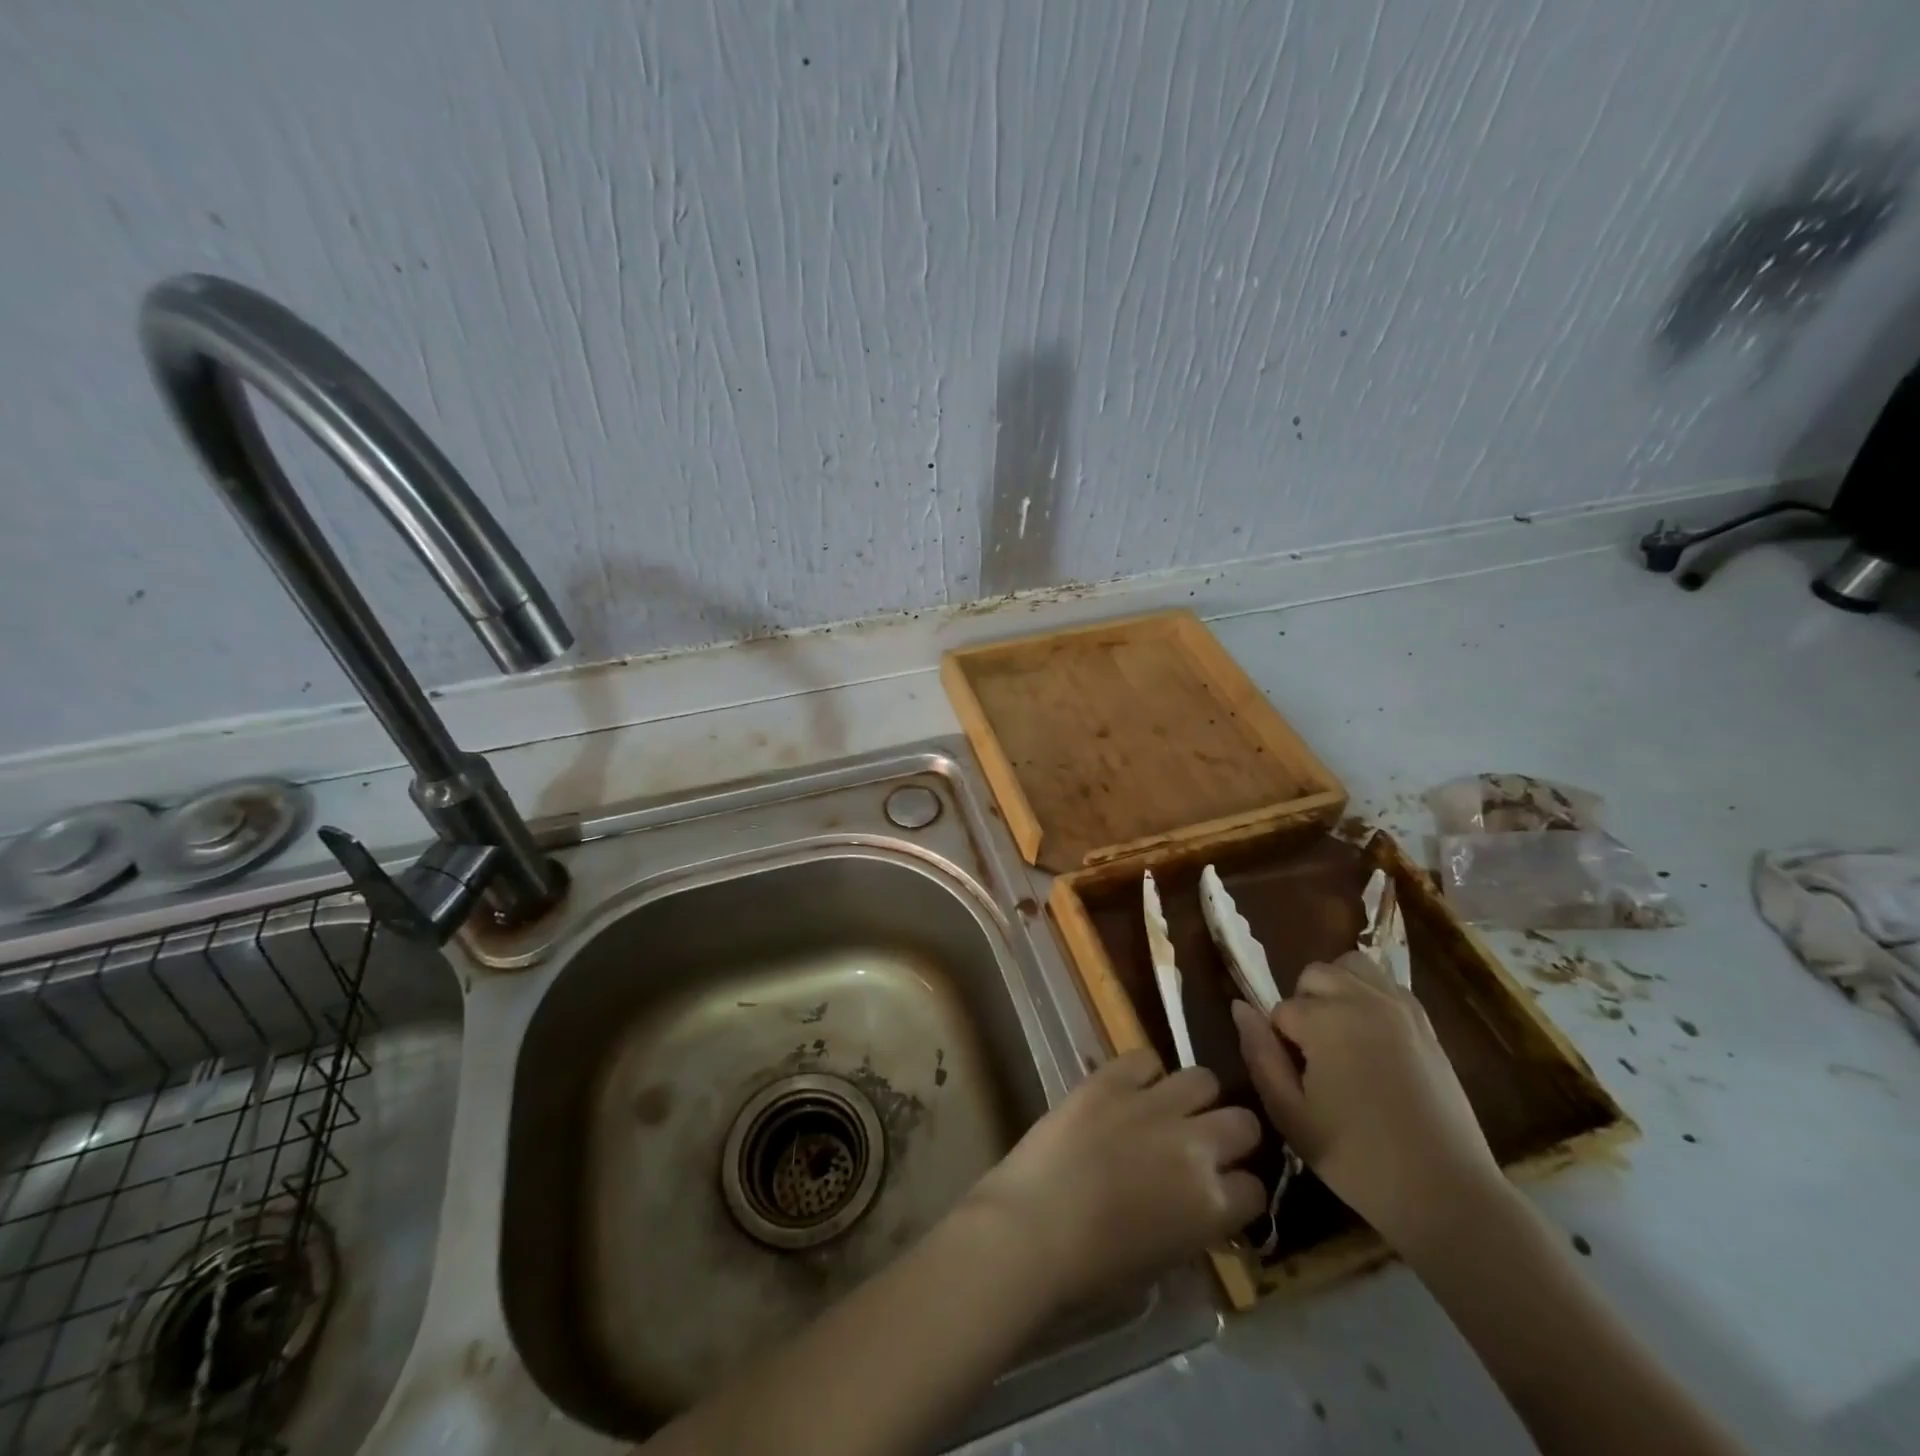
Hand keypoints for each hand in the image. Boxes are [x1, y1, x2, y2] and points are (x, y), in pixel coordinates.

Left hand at [964, 1050, 1264, 1310]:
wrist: (1033, 1229)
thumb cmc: (1094, 1267)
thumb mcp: (1165, 1259)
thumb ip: (1194, 1224)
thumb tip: (1200, 1203)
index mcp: (1213, 1205)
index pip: (1256, 1189)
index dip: (1238, 1190)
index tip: (1221, 1191)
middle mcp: (1196, 1146)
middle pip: (1243, 1122)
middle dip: (1230, 1135)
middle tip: (1202, 1143)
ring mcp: (1154, 1105)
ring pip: (1203, 1079)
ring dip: (1193, 1097)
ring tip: (1169, 1108)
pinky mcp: (1112, 1079)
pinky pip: (1146, 1058)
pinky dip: (1143, 1073)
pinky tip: (1128, 1089)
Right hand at [1232, 950, 1501, 1254]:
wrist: (1447, 1194)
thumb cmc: (1358, 1159)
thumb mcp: (1291, 1115)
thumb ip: (1259, 1055)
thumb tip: (1239, 1007)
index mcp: (1325, 1021)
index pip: (1280, 1010)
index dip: (1280, 1045)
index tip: (1298, 1082)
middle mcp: (1362, 999)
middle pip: (1313, 975)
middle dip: (1304, 1006)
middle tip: (1314, 1056)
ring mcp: (1399, 1008)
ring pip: (1351, 966)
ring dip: (1336, 990)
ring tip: (1340, 1034)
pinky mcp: (1426, 1023)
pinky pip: (1387, 984)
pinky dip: (1370, 995)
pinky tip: (1371, 1035)